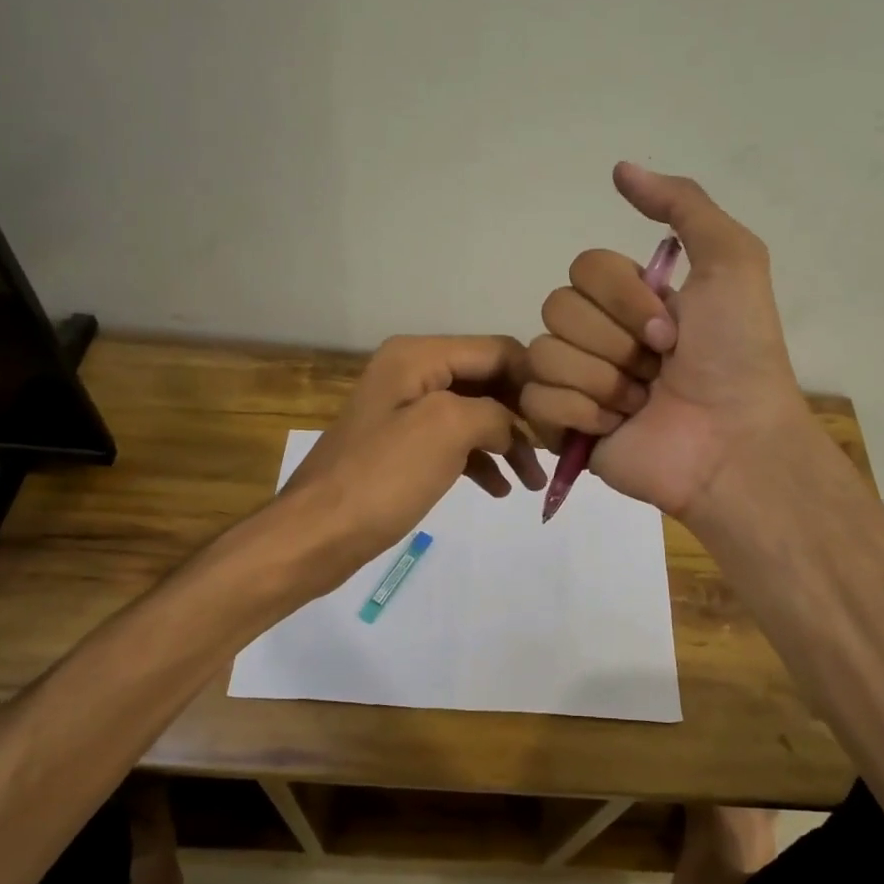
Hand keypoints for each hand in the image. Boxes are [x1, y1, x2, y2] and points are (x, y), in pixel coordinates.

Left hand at [280, 334, 546, 588]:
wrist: (317, 534)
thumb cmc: (382, 477)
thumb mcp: (447, 429)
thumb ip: (494, 413)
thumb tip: (512, 427)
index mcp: (418, 356)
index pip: (497, 350)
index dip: (534, 380)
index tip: (565, 418)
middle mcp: (412, 373)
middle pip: (487, 380)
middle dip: (523, 415)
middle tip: (556, 451)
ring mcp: (406, 412)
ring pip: (475, 415)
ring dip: (507, 444)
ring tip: (533, 481)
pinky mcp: (403, 448)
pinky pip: (454, 443)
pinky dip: (480, 461)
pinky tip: (501, 489)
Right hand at [520, 163, 808, 523]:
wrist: (732, 442)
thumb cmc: (737, 355)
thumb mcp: (732, 261)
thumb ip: (683, 205)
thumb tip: (620, 168)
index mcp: (631, 300)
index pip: (583, 269)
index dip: (623, 296)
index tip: (672, 329)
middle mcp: (600, 336)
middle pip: (556, 307)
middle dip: (615, 340)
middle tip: (659, 367)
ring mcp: (579, 382)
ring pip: (543, 353)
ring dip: (603, 379)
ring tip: (641, 402)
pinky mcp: (563, 427)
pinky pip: (536, 400)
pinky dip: (580, 412)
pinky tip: (616, 427)